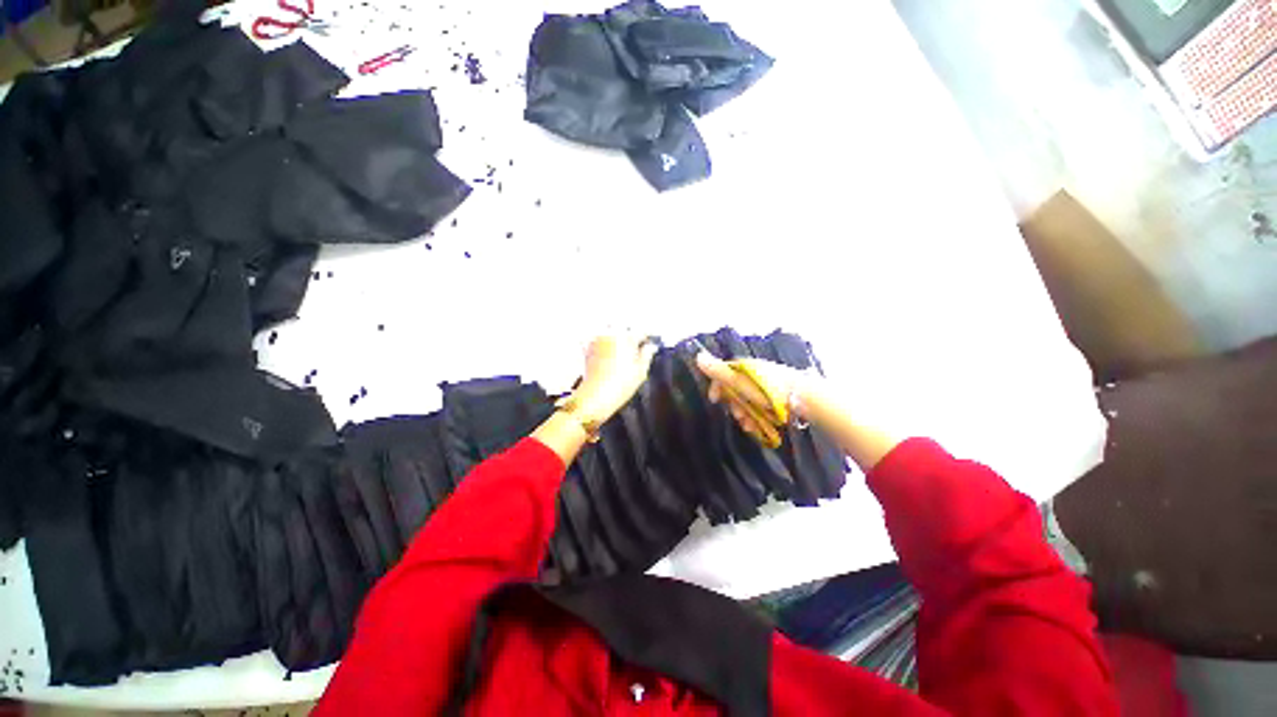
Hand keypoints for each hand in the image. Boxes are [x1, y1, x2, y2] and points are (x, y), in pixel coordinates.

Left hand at [568, 334, 658, 423]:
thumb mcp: (641, 371)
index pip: (641, 332)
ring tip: (623, 352)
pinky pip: (599, 340)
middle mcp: (611, 334)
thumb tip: (651, 347)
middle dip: (631, 335)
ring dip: (617, 337)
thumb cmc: (620, 385)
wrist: (596, 396)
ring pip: (611, 332)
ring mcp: (598, 340)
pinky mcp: (588, 348)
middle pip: (624, 329)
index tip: (650, 343)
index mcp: (626, 338)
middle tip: (637, 347)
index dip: (647, 338)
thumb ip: (647, 355)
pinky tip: (609, 355)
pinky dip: (605, 344)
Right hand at [696, 353, 808, 441]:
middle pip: (736, 390)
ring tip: (749, 426)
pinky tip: (758, 427)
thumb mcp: (738, 381)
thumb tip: (697, 356)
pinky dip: (757, 417)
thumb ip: (718, 372)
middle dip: (733, 405)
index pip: (723, 374)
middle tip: (737, 416)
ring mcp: (767, 385)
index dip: (717, 387)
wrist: (803, 398)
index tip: (715, 400)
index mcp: (744, 367)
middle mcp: (754, 374)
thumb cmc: (767, 390)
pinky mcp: (777, 397)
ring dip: (745, 414)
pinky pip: (761, 407)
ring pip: (748, 401)